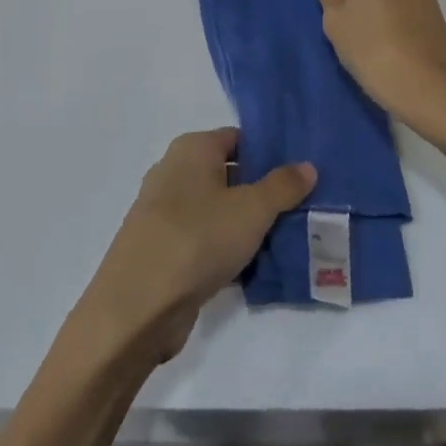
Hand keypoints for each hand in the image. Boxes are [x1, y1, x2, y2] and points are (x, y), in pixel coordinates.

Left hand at [76, 129, 313, 363]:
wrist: (137, 307)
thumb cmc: (197, 239)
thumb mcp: (252, 209)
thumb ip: (282, 186)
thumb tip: (307, 165)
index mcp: (191, 148)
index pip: (238, 138)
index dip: (269, 151)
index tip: (300, 172)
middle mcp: (174, 171)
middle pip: (228, 173)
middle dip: (262, 190)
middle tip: (301, 206)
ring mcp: (164, 212)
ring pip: (217, 209)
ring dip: (246, 224)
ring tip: (286, 237)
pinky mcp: (162, 249)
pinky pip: (203, 239)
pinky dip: (225, 249)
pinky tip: (254, 267)